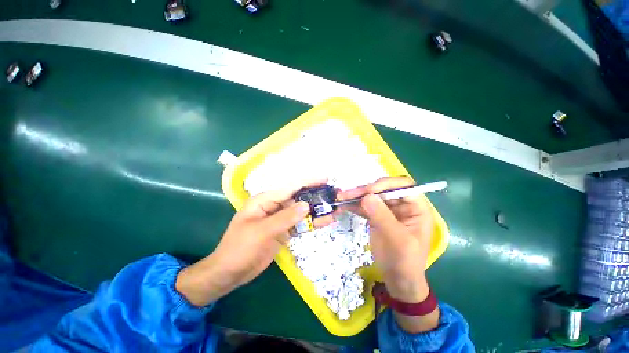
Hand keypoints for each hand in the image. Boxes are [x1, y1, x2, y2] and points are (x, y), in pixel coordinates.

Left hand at [176, 180, 332, 306]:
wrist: (230, 273)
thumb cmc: (240, 249)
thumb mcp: (262, 232)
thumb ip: (285, 218)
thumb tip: (306, 205)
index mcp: (265, 200)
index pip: (290, 187)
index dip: (308, 182)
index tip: (325, 179)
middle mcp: (274, 206)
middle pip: (298, 198)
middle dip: (316, 196)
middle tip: (334, 194)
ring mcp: (280, 219)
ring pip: (301, 212)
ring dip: (316, 211)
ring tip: (334, 208)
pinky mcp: (283, 231)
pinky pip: (300, 224)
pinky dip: (311, 223)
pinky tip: (325, 221)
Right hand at [338, 176, 438, 331]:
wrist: (397, 279)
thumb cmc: (405, 261)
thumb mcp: (397, 240)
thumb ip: (382, 217)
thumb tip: (367, 196)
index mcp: (416, 208)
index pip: (403, 186)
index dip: (387, 184)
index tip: (369, 191)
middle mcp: (402, 205)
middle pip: (384, 189)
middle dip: (366, 190)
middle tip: (348, 194)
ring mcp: (388, 210)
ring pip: (372, 196)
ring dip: (356, 196)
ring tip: (342, 198)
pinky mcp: (376, 216)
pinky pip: (365, 206)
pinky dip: (354, 205)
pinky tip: (344, 205)